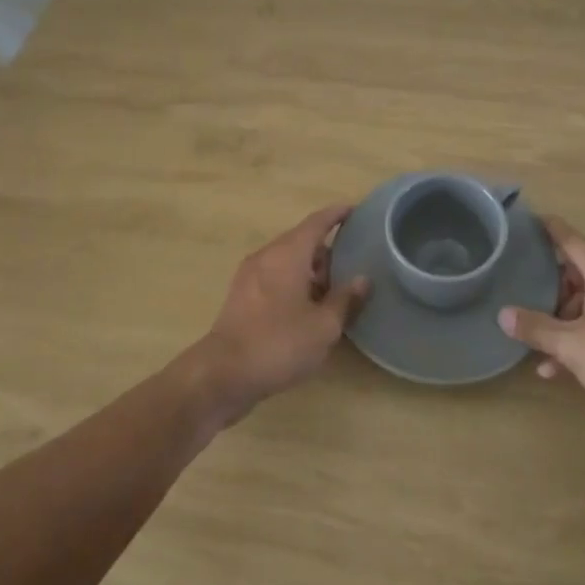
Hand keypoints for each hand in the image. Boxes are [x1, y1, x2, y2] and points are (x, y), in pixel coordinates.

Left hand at [193, 203, 370, 421]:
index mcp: (288, 253)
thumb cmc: (279, 343)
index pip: (317, 222)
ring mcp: (250, 276)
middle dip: (327, 250)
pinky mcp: (241, 297)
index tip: (355, 210)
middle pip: (301, 241)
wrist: (222, 374)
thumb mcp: (324, 326)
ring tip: (334, 292)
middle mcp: (267, 256)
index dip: (337, 214)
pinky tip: (307, 308)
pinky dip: (294, 283)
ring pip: (287, 261)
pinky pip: (274, 277)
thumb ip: (345, 300)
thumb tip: (362, 279)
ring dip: (310, 270)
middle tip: (352, 265)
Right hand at [498, 217, 584, 433]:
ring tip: (541, 350)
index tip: (521, 224)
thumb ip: (536, 327)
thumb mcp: (572, 346)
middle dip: (551, 291)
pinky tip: (561, 367)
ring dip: (567, 321)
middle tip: (525, 307)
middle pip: (580, 271)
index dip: (544, 229)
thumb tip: (503, 315)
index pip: (569, 237)